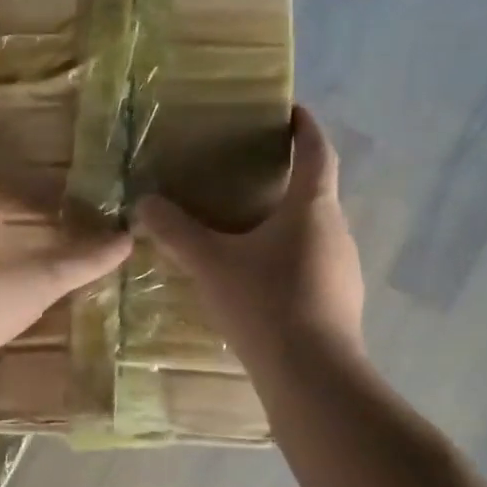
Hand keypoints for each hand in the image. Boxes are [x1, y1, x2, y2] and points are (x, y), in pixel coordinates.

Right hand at [135, 105, 364, 360]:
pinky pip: (311, 262)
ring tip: (246, 225)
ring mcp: (343, 269)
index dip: (305, 127)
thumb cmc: (265, 303)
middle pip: (316, 191)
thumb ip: (176, 231)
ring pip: (313, 230)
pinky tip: (256, 277)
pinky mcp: (338, 301)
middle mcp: (336, 231)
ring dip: (285, 220)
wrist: (312, 376)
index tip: (291, 110)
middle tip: (249, 172)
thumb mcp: (211, 263)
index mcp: (312, 208)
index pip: (318, 152)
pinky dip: (287, 255)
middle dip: (287, 176)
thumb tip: (144, 204)